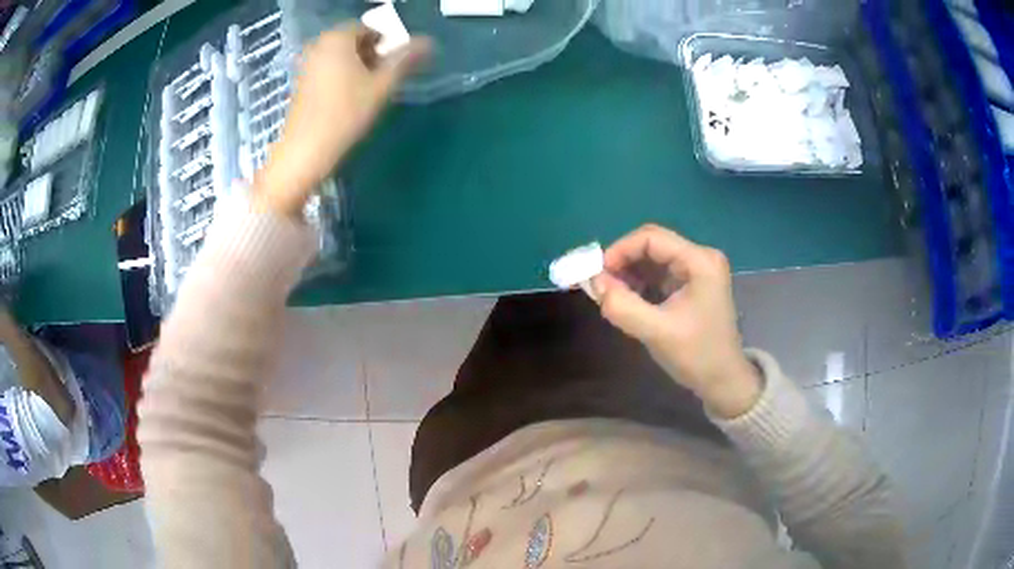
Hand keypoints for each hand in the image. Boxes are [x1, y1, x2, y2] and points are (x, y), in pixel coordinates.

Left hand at [256, 23, 430, 216]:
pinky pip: (327, 70)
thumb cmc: (345, 114)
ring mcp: (306, 64)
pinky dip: (341, 77)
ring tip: (367, 93)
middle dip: (372, 56)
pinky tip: (347, 100)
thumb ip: (406, 60)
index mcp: (337, 38)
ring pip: (340, 57)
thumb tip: (428, 42)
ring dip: (358, 68)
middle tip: (382, 80)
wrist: (305, 151)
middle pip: (354, 41)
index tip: (394, 67)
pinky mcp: (301, 83)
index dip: (387, 45)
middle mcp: (319, 45)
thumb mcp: (382, 86)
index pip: (370, 29)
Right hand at [593, 225, 760, 417]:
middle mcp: (700, 257)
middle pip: (652, 245)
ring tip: (612, 295)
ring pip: (653, 259)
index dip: (620, 250)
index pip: (651, 238)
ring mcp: (697, 270)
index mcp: (700, 261)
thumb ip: (622, 306)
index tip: (597, 275)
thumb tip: (593, 282)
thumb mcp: (656, 332)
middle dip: (623, 262)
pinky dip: (640, 283)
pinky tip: (628, 300)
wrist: (723, 381)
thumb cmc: (697, 355)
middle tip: (601, 286)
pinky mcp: (692, 284)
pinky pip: (659, 273)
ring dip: (629, 273)